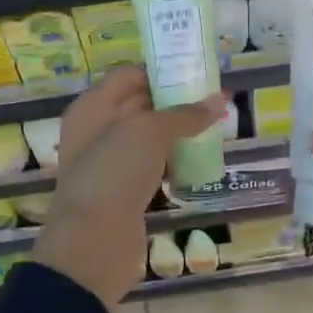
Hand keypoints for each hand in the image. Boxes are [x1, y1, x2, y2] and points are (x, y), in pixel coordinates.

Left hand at [32, 67, 219, 311]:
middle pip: (139, 105)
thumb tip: (220, 100)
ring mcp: (108, 163)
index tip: (197, 71)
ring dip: (176, 133)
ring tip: (213, 127)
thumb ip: (185, 115)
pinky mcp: (123, 192)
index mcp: (92, 107)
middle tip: (214, 99)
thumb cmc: (115, 172)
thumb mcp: (150, 133)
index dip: (161, 70)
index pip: (129, 75)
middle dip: (174, 101)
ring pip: (147, 139)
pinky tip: (198, 161)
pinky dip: (172, 162)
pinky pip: (151, 167)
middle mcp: (96, 130)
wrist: (93, 241)